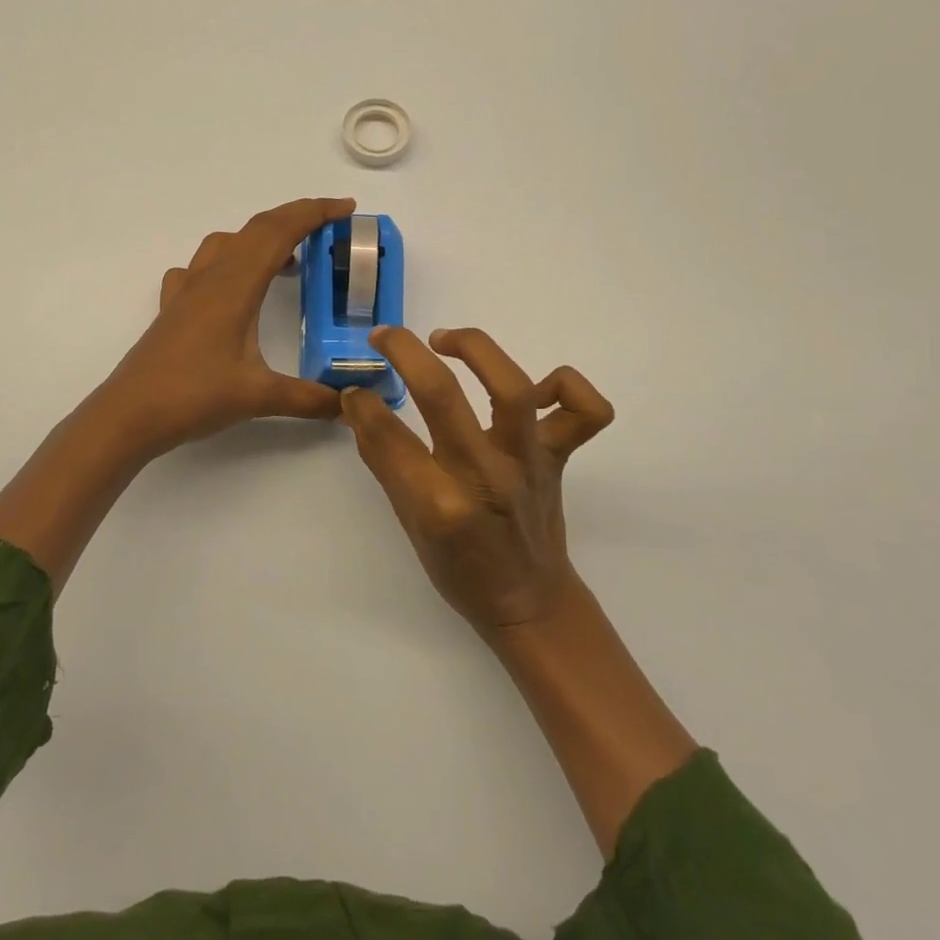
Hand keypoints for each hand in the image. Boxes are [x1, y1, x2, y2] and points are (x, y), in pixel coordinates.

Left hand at [95, 197, 355, 457]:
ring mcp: (187, 291)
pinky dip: (225, 263)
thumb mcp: (258, 397)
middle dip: (295, 219)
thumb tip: (347, 404)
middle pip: (256, 229)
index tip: (346, 208)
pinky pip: (200, 268)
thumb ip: (308, 398)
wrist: (129, 414)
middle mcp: (210, 278)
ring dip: (260, 239)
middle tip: (330, 227)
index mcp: (235, 286)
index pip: (278, 232)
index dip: (314, 213)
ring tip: (286, 262)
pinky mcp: (173, 308)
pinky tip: (231, 289)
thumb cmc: (193, 396)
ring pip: (226, 243)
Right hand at [341, 326, 613, 631]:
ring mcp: (530, 463)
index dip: (362, 404)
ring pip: (512, 387)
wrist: (530, 602)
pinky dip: (565, 385)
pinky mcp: (560, 457)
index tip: (354, 390)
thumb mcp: (409, 524)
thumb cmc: (460, 570)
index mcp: (441, 504)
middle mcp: (486, 476)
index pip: (389, 435)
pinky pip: (585, 411)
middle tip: (384, 337)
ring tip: (445, 341)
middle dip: (405, 352)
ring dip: (475, 349)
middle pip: (442, 394)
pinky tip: (535, 386)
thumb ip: (385, 462)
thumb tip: (360, 406)